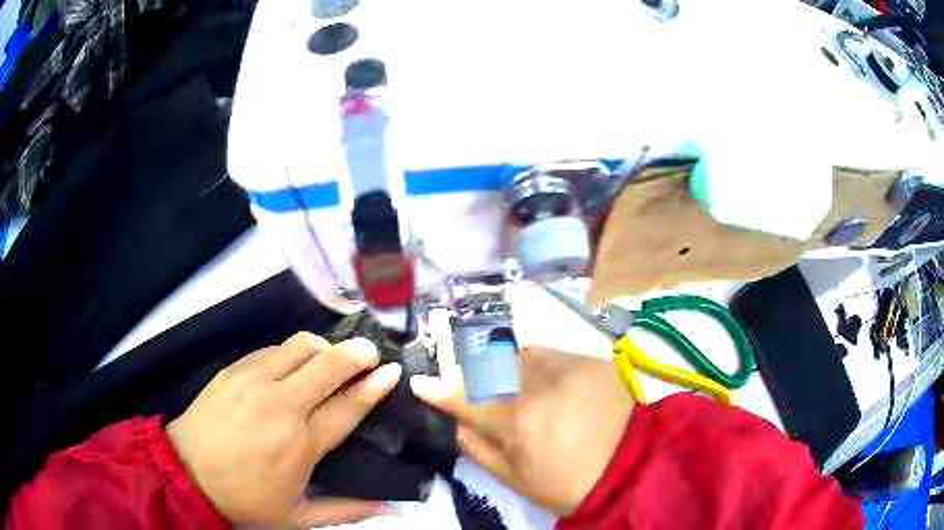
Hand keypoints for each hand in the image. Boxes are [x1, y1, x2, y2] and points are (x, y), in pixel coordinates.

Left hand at [166, 332, 400, 526]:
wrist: (188, 471)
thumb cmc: (246, 498)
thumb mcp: (299, 516)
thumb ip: (349, 510)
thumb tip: (392, 506)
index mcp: (301, 443)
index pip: (348, 405)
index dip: (375, 386)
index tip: (392, 372)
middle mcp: (281, 404)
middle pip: (329, 364)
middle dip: (358, 354)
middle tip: (371, 355)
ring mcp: (254, 380)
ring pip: (301, 346)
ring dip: (325, 348)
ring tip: (332, 359)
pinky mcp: (235, 369)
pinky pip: (273, 349)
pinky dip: (293, 353)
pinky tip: (294, 367)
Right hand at [411, 346, 632, 515]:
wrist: (634, 465)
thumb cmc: (569, 482)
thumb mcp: (515, 478)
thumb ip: (477, 448)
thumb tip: (453, 421)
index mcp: (519, 421)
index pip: (466, 397)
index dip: (439, 390)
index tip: (420, 383)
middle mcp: (541, 384)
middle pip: (489, 365)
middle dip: (472, 373)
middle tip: (467, 384)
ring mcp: (570, 365)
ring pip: (518, 353)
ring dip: (504, 366)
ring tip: (509, 384)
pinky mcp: (592, 358)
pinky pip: (549, 352)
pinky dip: (534, 364)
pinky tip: (543, 382)